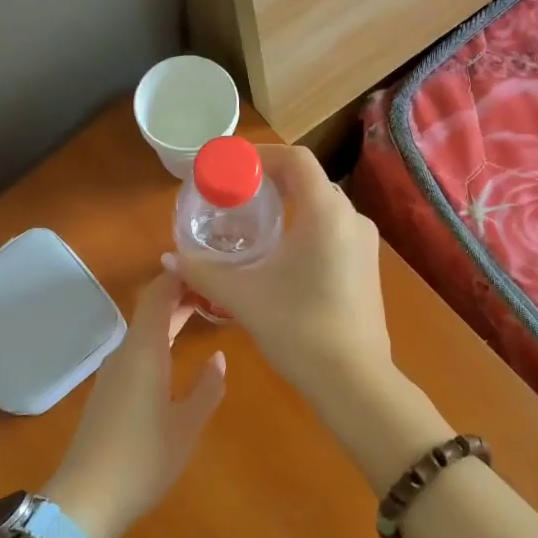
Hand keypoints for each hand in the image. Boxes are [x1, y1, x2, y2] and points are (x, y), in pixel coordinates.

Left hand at [43, 270, 225, 537]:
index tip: (212, 266)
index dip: (182, 274)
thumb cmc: (142, 459)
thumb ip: (207, 388)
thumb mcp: (187, 426)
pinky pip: (138, 350)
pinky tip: (178, 351)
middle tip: (220, 290)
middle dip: (183, 294)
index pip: (159, 294)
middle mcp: (125, 353)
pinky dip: (161, 338)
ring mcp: (114, 373)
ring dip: (172, 317)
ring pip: (145, 330)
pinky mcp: (109, 392)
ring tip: (206, 313)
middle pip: (152, 308)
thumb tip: (219, 358)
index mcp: (144, 350)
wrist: (86, 500)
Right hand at [163, 144, 391, 402]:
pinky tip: (281, 255)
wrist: (354, 381)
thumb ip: (203, 271)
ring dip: (289, 206)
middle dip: (270, 182)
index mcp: (325, 212)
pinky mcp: (368, 266)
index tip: (229, 169)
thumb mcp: (243, 296)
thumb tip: (169, 258)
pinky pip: (333, 230)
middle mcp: (351, 218)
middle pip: (308, 181)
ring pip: (322, 207)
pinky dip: (305, 228)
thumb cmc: (298, 328)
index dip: (260, 156)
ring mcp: (365, 243)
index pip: (295, 159)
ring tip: (253, 224)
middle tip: (233, 196)